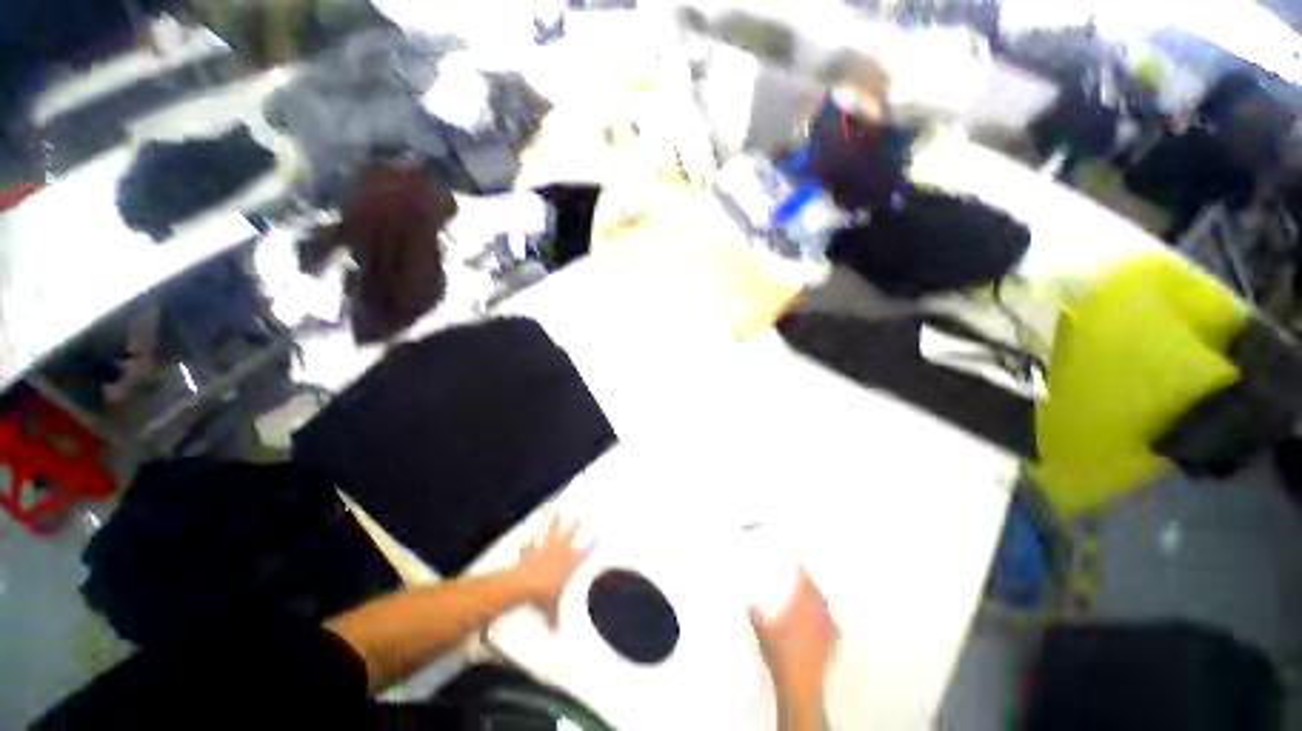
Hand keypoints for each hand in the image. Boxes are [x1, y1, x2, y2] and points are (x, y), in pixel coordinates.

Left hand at [514, 516, 593, 626]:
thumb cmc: (544, 595)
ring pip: (552, 532)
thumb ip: (555, 619)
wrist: (525, 585)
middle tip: (580, 517)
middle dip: (575, 527)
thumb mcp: (552, 609)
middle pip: (570, 536)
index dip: (592, 545)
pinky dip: (529, 543)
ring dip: (554, 521)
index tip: (599, 536)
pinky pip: (531, 545)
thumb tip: (556, 634)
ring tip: (557, 509)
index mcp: (570, 564)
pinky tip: (527, 538)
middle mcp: (560, 553)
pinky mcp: (531, 552)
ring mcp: (545, 549)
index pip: (584, 553)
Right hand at [749, 568, 835, 712]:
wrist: (799, 683)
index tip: (800, 566)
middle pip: (819, 595)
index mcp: (800, 606)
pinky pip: (835, 629)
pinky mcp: (832, 647)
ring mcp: (826, 631)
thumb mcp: (762, 631)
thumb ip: (755, 614)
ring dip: (822, 602)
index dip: (803, 573)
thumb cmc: (780, 653)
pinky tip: (829, 624)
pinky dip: (831, 622)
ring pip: (827, 610)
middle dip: (814, 586)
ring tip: (817, 599)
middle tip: (807, 581)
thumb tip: (749, 602)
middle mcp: (816, 614)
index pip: (805, 584)